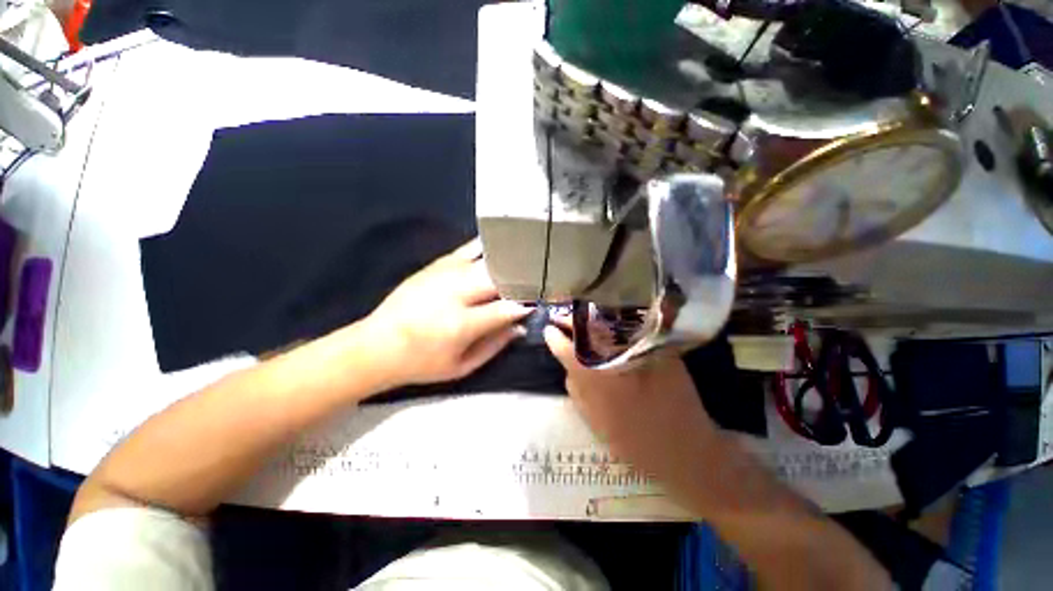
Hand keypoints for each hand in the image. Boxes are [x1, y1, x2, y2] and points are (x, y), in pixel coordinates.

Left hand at [365, 239, 530, 386]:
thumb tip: (519, 326)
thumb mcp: (461, 366)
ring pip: (487, 262)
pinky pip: (468, 249)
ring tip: (525, 265)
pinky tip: (501, 246)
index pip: (505, 309)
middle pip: (498, 279)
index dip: (524, 305)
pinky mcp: (436, 264)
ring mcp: (445, 274)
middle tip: (535, 283)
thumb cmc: (422, 363)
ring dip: (509, 264)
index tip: (537, 304)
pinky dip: (487, 248)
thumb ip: (494, 346)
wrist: (377, 345)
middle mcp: (455, 294)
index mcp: (461, 324)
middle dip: (520, 281)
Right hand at [544, 323, 719, 480]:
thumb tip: (568, 366)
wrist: (686, 451)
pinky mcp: (661, 350)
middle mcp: (617, 359)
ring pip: (610, 325)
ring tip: (581, 316)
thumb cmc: (635, 443)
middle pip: (589, 329)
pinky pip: (633, 330)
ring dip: (593, 318)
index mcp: (597, 380)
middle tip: (564, 316)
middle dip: (573, 320)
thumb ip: (576, 391)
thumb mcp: (595, 422)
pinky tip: (610, 325)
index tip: (549, 329)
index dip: (556, 337)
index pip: (568, 349)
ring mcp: (642, 351)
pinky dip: (617, 324)